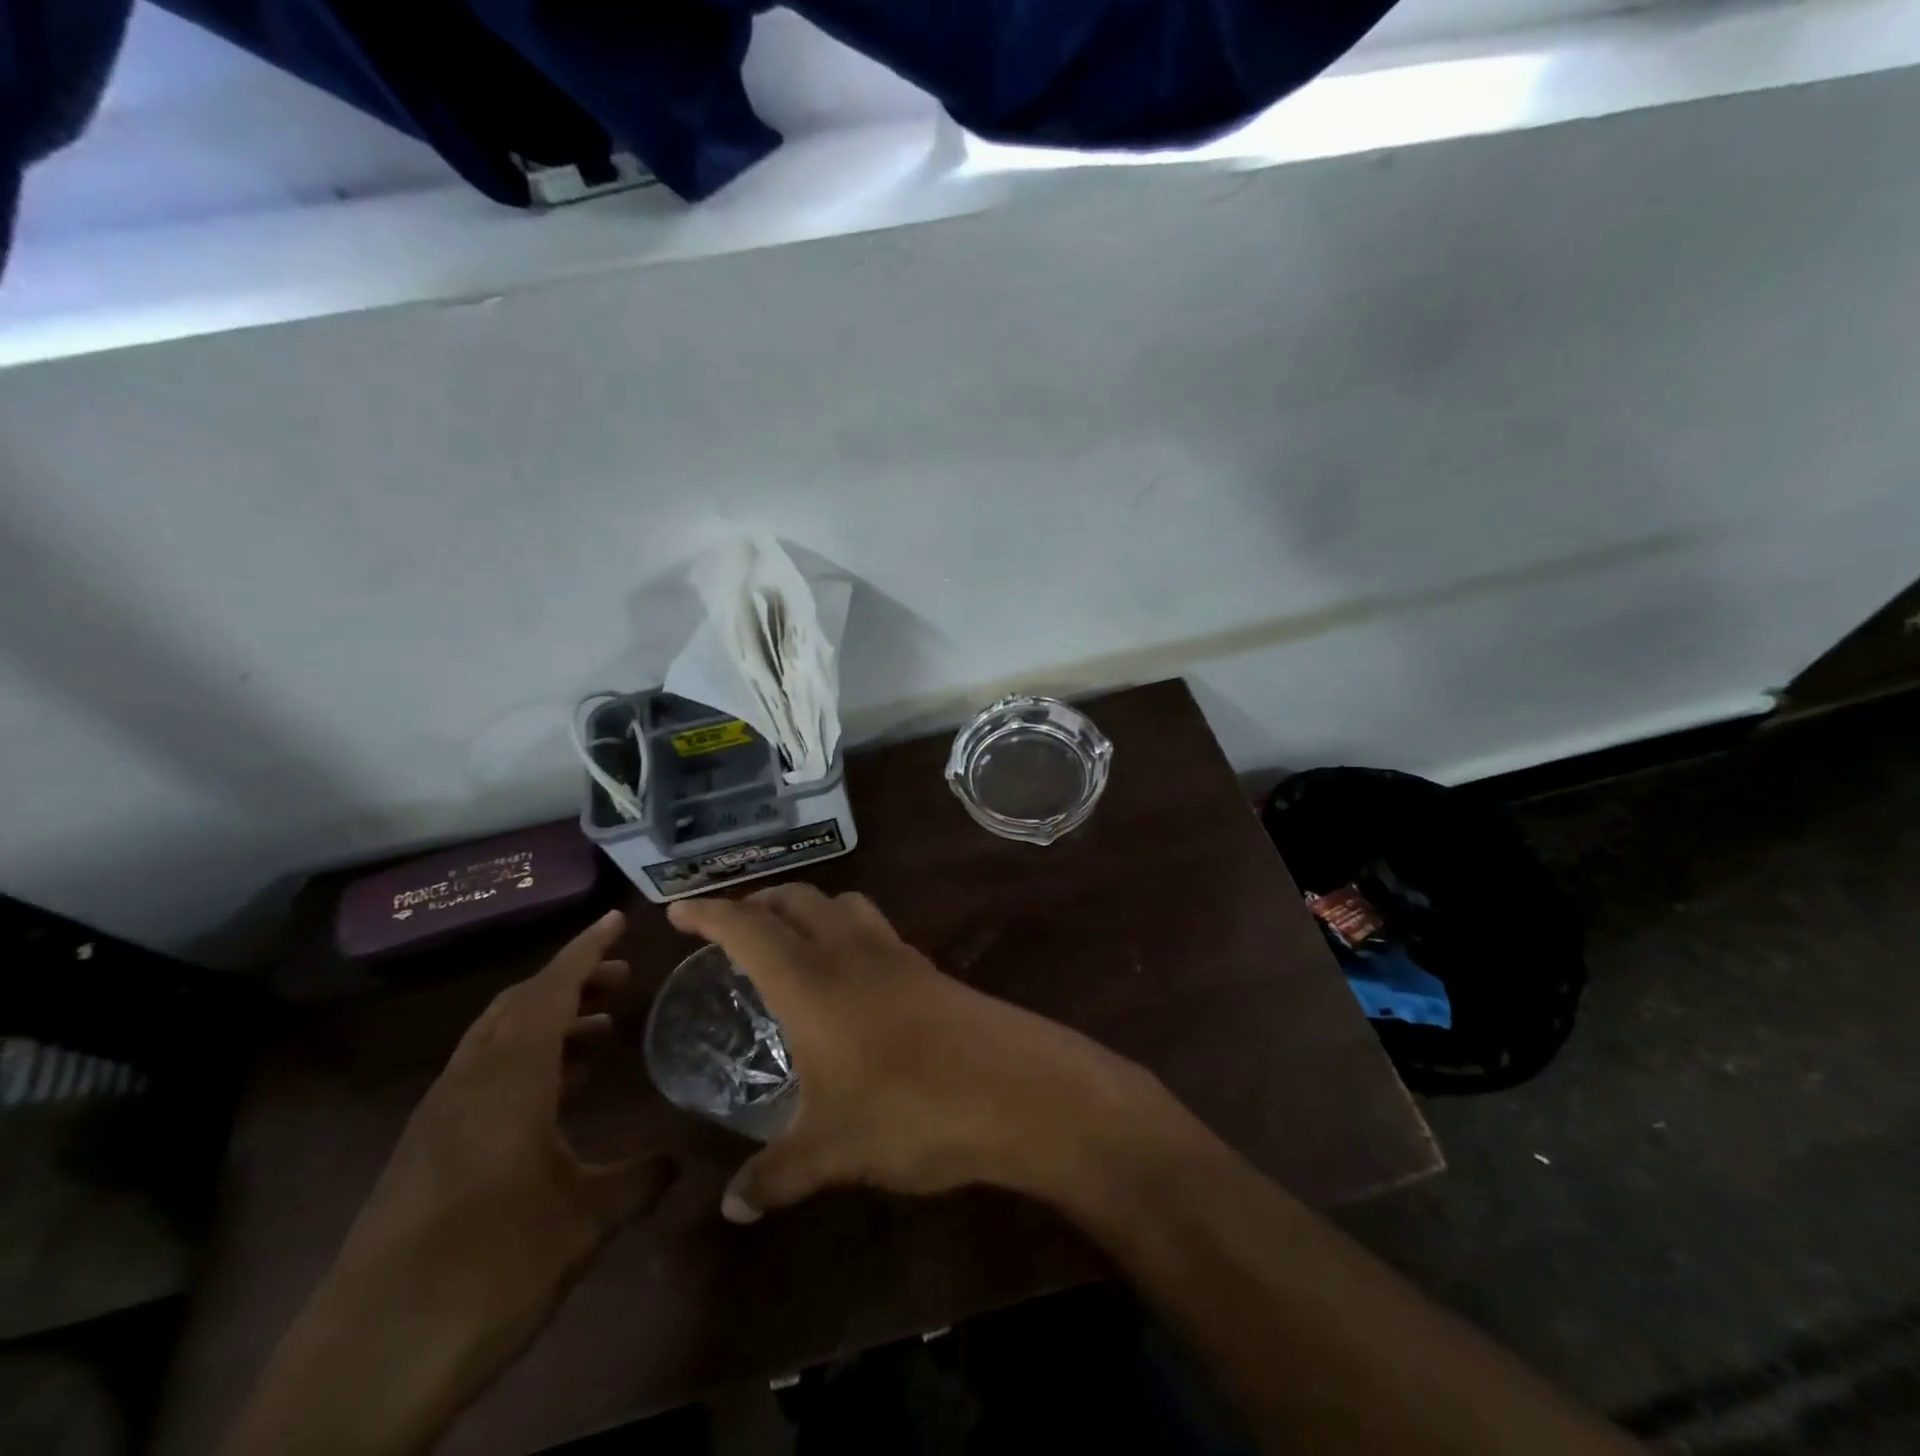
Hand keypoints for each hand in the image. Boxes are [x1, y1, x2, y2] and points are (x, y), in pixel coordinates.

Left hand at [227, 911, 675, 1455]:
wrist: (367, 1362)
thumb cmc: (490, 1268)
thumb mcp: (585, 1223)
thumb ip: (640, 1180)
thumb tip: (684, 1157)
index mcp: (508, 1078)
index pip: (551, 989)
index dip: (586, 949)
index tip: (616, 917)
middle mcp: (469, 1082)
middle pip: (519, 1004)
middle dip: (571, 982)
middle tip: (622, 980)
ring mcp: (438, 1117)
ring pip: (496, 1039)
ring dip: (548, 1022)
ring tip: (600, 1032)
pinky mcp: (423, 1151)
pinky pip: (481, 1076)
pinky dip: (524, 1062)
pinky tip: (554, 1096)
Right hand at [667, 885, 1166, 1222]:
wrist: (1013, 1087)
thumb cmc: (909, 1108)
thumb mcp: (831, 1151)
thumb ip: (776, 1176)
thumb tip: (732, 1209)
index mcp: (811, 979)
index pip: (748, 926)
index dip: (709, 913)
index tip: (678, 911)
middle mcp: (850, 950)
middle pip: (796, 899)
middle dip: (757, 903)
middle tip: (730, 928)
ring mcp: (896, 954)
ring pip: (842, 904)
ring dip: (808, 909)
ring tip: (789, 942)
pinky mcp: (929, 969)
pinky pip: (875, 930)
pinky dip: (848, 932)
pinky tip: (849, 977)